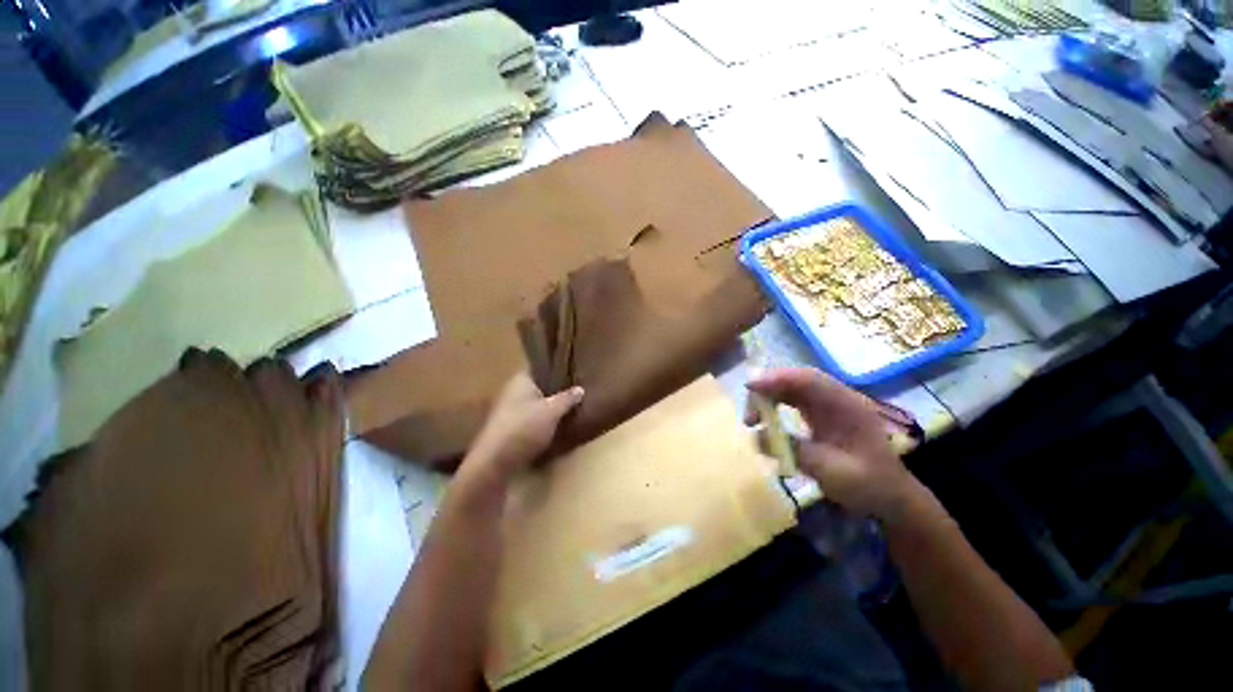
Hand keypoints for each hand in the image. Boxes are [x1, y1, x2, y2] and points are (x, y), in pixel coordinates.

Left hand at [463, 373, 584, 483]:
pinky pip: (530, 419)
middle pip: (538, 386)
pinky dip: (541, 421)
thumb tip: (580, 389)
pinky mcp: (508, 429)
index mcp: (520, 380)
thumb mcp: (552, 411)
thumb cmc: (524, 428)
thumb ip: (567, 399)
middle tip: (576, 389)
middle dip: (554, 388)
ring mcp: (508, 411)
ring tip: (569, 407)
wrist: (495, 463)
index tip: (572, 370)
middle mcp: (512, 391)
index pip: (539, 366)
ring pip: (534, 404)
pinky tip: (555, 426)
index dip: (555, 367)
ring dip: (548, 407)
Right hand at [747, 368, 920, 520]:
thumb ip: (794, 450)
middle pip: (794, 380)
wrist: (892, 498)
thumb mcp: (832, 471)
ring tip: (753, 419)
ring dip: (768, 399)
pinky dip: (775, 407)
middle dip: (766, 390)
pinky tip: (766, 421)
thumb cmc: (868, 485)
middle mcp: (835, 399)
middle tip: (750, 415)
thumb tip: (756, 436)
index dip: (776, 378)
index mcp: (845, 406)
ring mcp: (828, 405)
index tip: (750, 387)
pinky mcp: (820, 414)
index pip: (807, 379)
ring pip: (790, 389)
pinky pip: (792, 401)